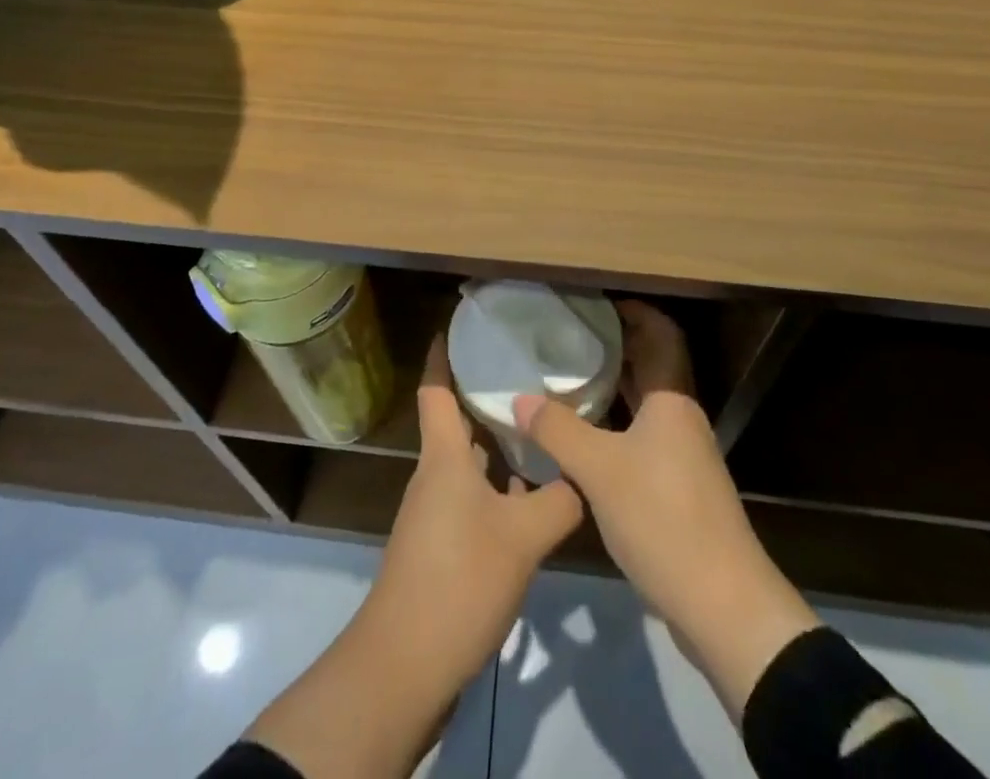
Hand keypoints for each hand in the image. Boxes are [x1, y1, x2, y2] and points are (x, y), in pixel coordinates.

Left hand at [364, 334, 583, 687]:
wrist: (406, 664)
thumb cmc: (459, 579)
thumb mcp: (523, 536)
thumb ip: (559, 499)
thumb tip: (583, 475)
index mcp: (444, 457)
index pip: (436, 390)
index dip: (441, 355)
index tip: (458, 325)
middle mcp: (435, 477)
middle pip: (456, 425)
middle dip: (485, 400)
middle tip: (528, 378)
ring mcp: (434, 514)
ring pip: (467, 465)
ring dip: (496, 449)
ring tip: (539, 433)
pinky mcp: (441, 548)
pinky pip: (471, 500)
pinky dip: (497, 489)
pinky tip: (531, 500)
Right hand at [513, 301, 819, 718]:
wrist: (722, 605)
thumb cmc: (663, 519)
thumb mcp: (600, 470)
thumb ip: (557, 430)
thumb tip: (519, 398)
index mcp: (672, 400)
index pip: (661, 333)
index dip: (634, 311)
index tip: (594, 301)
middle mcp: (680, 418)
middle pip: (651, 365)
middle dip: (614, 345)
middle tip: (567, 334)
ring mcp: (682, 455)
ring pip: (644, 404)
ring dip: (612, 387)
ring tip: (565, 377)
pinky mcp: (677, 488)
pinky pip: (641, 437)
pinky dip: (613, 425)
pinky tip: (581, 436)